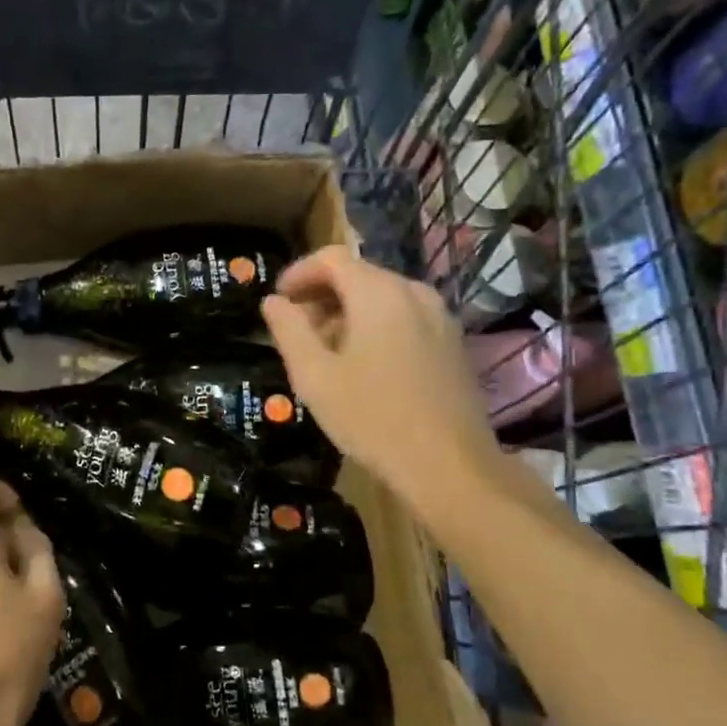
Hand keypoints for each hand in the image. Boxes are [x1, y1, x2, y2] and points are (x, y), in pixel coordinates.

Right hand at [262, 245, 505, 512]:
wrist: (450, 467)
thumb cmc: (372, 418)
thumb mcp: (314, 376)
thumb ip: (288, 330)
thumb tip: (274, 301)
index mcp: (379, 293)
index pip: (332, 258)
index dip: (299, 272)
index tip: (279, 299)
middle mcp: (414, 293)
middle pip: (359, 275)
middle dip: (322, 295)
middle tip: (297, 331)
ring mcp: (440, 317)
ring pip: (383, 297)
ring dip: (348, 312)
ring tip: (327, 351)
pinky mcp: (452, 343)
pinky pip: (405, 317)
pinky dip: (377, 326)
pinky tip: (364, 366)